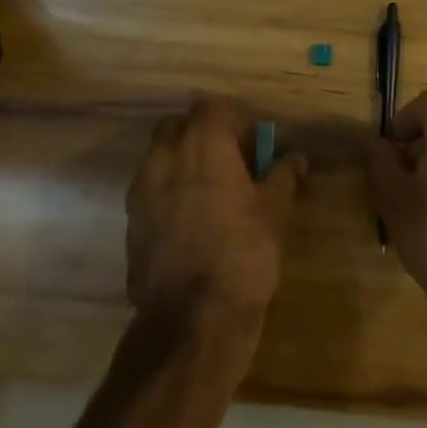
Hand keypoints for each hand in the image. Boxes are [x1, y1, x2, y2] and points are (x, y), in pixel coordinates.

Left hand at [125, 97, 305, 337]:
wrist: (191, 321)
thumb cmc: (242, 253)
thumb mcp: (276, 211)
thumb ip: (284, 175)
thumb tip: (295, 157)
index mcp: (202, 141)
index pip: (215, 107)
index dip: (236, 120)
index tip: (255, 144)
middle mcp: (165, 154)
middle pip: (181, 126)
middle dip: (203, 136)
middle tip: (231, 163)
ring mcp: (142, 188)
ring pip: (161, 156)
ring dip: (183, 163)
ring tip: (211, 193)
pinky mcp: (131, 221)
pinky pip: (151, 190)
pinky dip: (169, 193)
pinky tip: (191, 221)